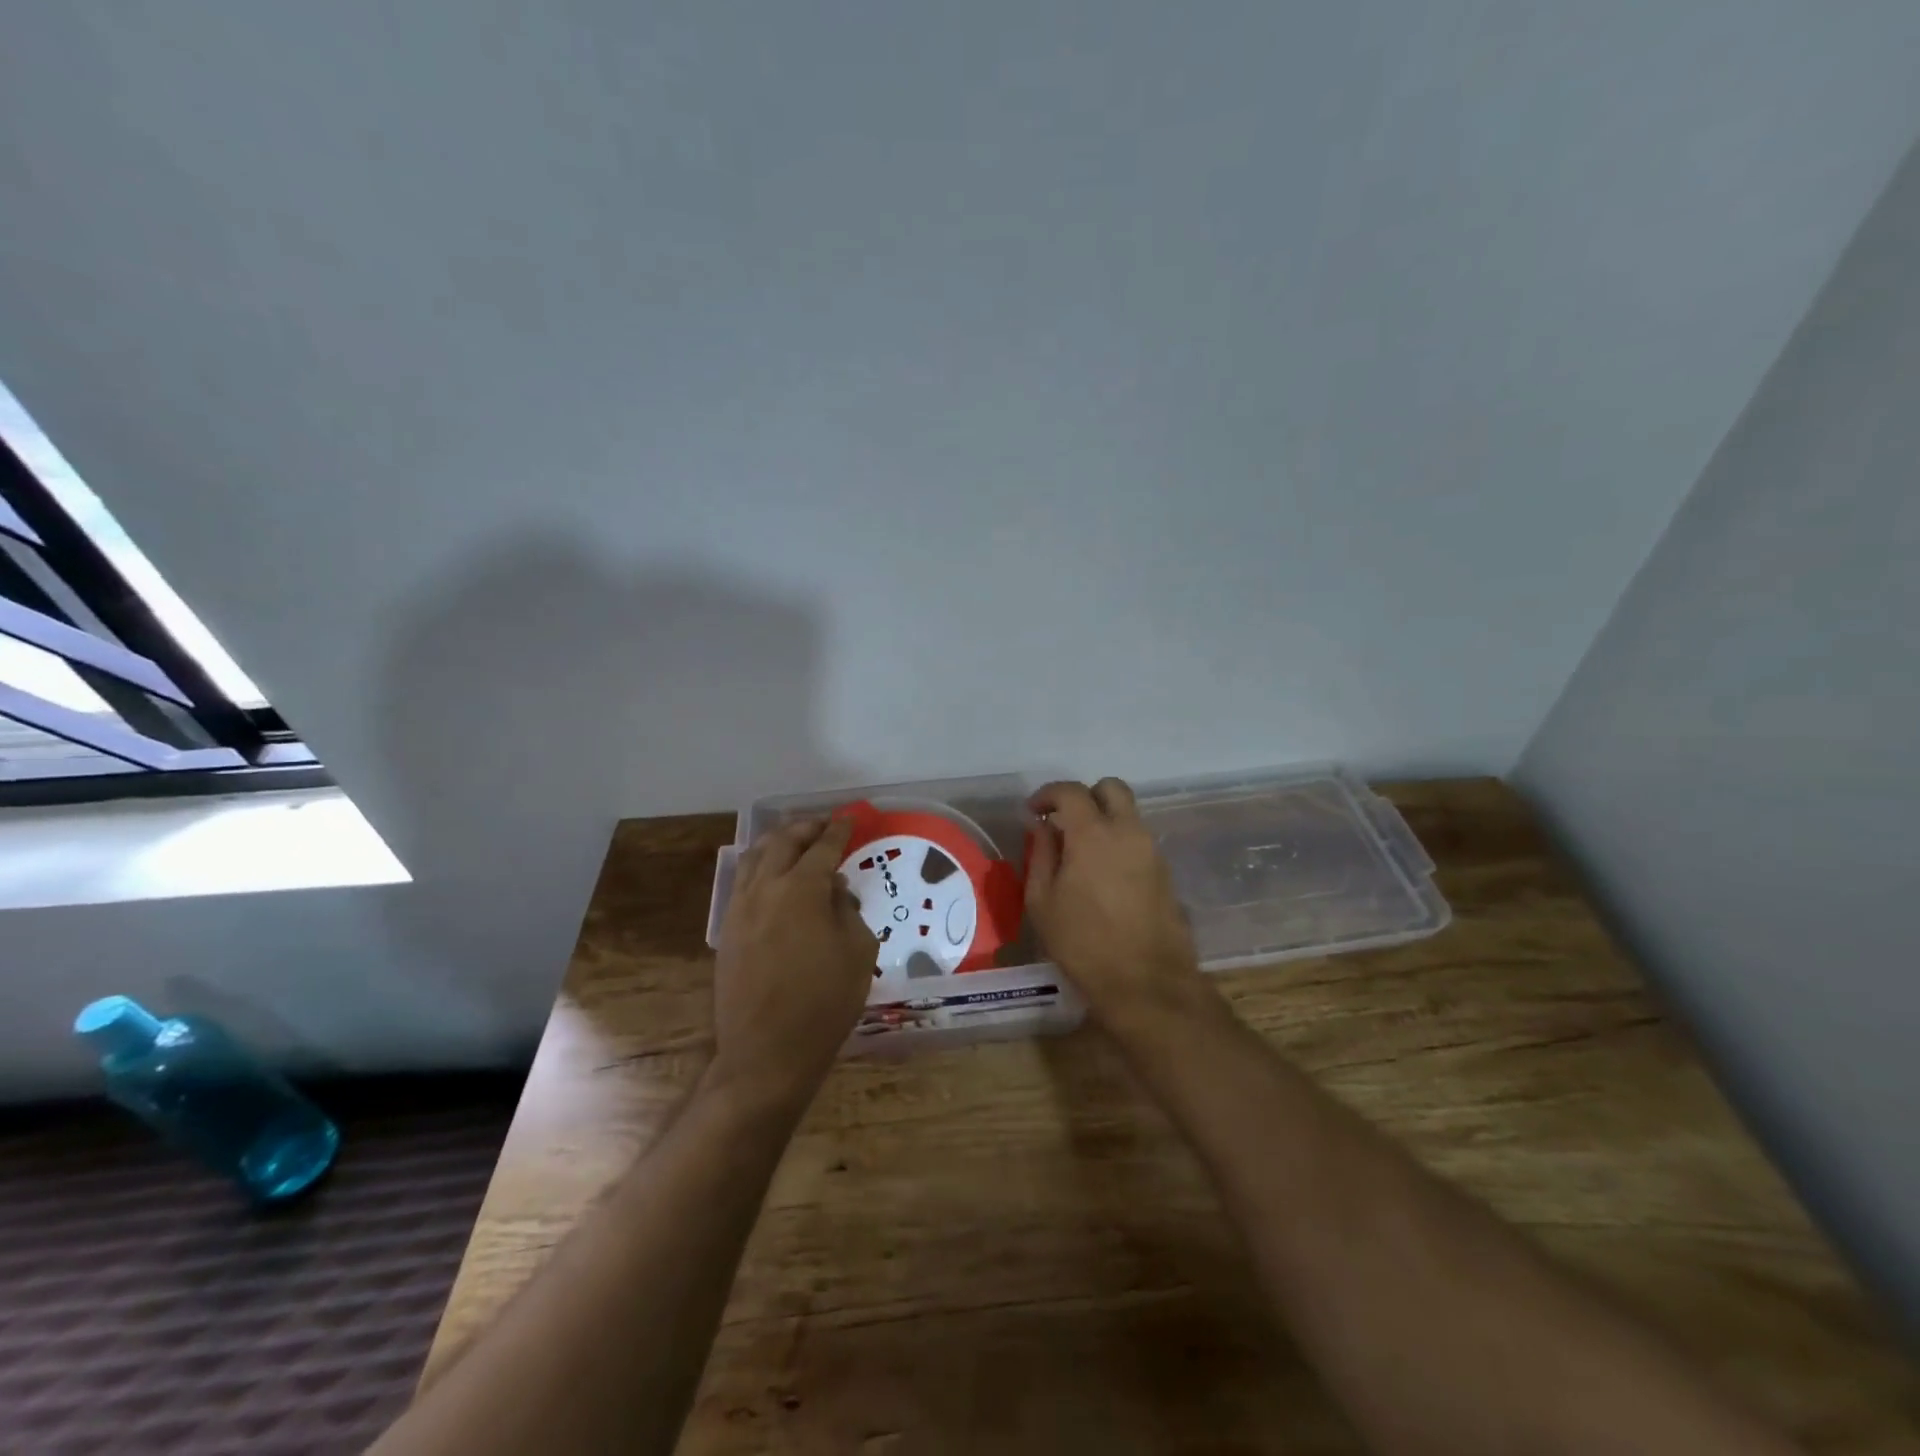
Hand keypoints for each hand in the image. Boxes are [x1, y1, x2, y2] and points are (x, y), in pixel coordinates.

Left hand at [711, 818, 876, 1112]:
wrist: (767, 1051)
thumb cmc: (824, 1002)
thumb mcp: (857, 952)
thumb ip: (847, 910)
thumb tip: (834, 891)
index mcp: (801, 890)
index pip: (822, 849)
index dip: (837, 832)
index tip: (848, 820)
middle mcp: (766, 889)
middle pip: (783, 843)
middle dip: (805, 828)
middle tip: (823, 824)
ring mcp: (740, 909)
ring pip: (755, 858)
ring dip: (777, 842)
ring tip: (794, 840)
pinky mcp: (728, 930)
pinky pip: (743, 882)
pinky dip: (759, 866)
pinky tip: (770, 874)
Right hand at [1027, 779, 1209, 1029]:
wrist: (1146, 982)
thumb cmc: (1083, 942)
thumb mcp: (1043, 901)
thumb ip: (1040, 855)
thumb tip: (1042, 828)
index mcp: (1094, 833)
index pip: (1071, 791)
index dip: (1047, 795)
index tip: (1033, 812)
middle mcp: (1128, 831)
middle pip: (1111, 788)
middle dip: (1085, 797)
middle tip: (1064, 822)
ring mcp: (1152, 851)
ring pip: (1128, 814)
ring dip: (1104, 820)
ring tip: (1080, 853)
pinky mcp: (1165, 872)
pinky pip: (1138, 840)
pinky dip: (1119, 842)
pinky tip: (1102, 875)